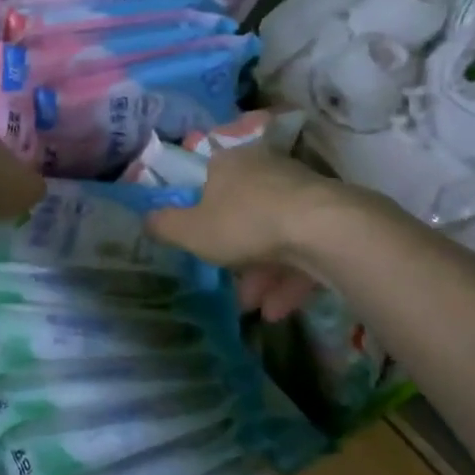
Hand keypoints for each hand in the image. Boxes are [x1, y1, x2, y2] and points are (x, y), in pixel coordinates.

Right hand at [145, 143, 349, 320]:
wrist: (323, 230)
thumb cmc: (244, 222)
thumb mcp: (191, 230)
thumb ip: (165, 226)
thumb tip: (144, 219)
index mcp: (230, 163)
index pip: (209, 179)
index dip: (202, 210)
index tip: (200, 238)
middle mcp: (265, 169)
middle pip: (244, 211)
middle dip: (235, 252)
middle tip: (228, 281)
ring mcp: (301, 193)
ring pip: (274, 234)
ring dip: (262, 274)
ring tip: (255, 308)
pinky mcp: (330, 219)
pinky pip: (302, 249)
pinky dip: (289, 279)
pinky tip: (277, 310)